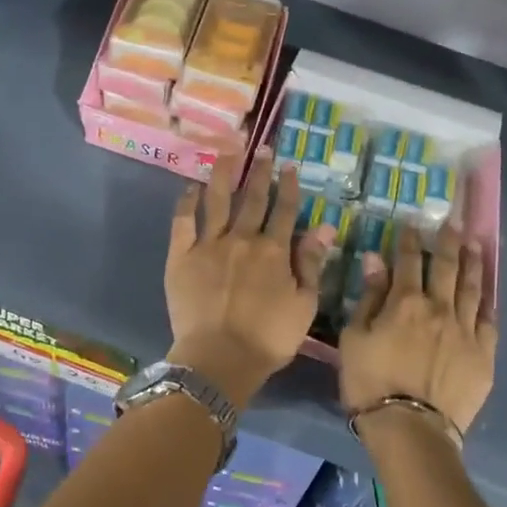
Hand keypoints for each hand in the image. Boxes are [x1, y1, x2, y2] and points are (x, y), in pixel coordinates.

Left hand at [166, 150, 331, 407]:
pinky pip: (183, 221)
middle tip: (262, 148)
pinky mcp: (181, 256)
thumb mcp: (305, 305)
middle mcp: (243, 239)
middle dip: (260, 172)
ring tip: (227, 152)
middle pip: (253, 199)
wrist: (220, 358)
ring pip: (218, 200)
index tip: (290, 165)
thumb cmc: (269, 338)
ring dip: (224, 174)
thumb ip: (312, 263)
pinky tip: (191, 187)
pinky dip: (187, 202)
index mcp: (275, 251)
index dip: (289, 186)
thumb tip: (324, 226)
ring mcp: (209, 244)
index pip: (285, 210)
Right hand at [339, 222, 496, 435]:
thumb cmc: (370, 383)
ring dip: (472, 263)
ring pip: (472, 288)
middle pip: (447, 267)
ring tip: (474, 245)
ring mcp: (466, 331)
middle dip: (448, 242)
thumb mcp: (355, 338)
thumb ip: (368, 297)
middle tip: (452, 224)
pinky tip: (487, 294)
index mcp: (406, 302)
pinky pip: (489, 321)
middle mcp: (440, 308)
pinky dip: (487, 302)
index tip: (412, 224)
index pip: (409, 260)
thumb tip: (376, 259)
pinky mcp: (484, 355)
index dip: (410, 240)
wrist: (411, 428)